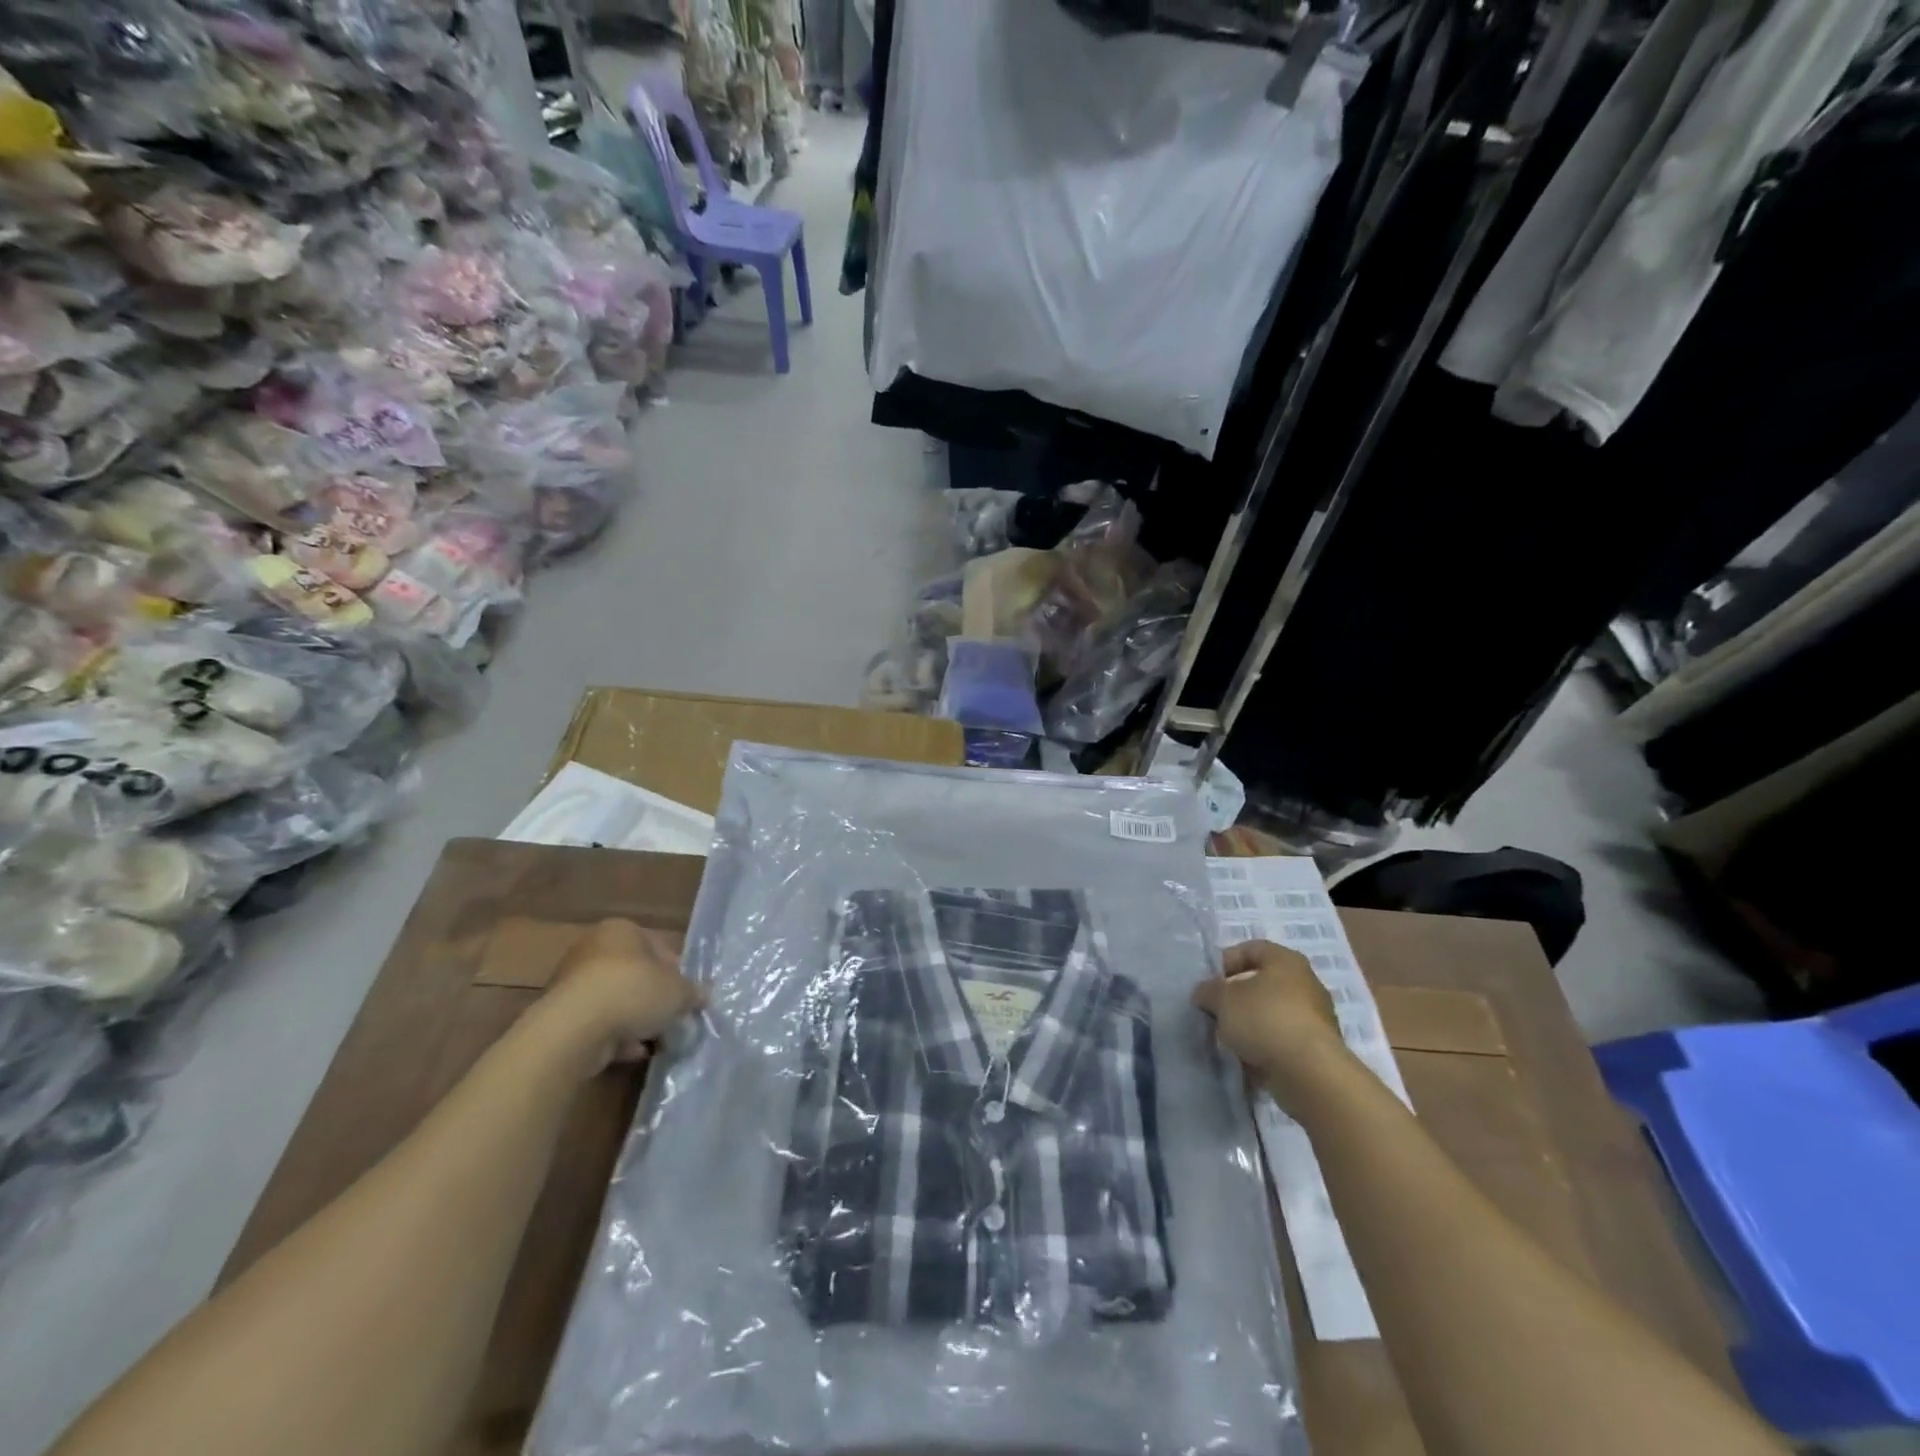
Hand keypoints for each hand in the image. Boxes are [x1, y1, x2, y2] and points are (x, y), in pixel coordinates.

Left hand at [542, 919, 705, 1073]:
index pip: (657, 947)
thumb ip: (692, 993)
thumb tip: (702, 997)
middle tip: (671, 1018)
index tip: (684, 996)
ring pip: (615, 1000)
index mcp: (621, 930)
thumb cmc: (633, 992)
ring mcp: (572, 983)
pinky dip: (614, 1036)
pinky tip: (632, 1052)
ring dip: (634, 1020)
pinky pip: (597, 1023)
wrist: (574, 1029)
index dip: (676, 973)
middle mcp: (592, 949)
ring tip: (655, 1040)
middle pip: (634, 975)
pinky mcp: (560, 1015)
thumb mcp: (678, 992)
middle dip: (653, 998)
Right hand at [1192, 940, 1351, 1110]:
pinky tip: (1248, 1058)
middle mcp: (1306, 983)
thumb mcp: (1222, 999)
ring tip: (1229, 1039)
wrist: (1310, 1072)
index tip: (1210, 983)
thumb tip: (1204, 994)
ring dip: (1250, 1024)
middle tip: (1216, 1011)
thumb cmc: (1264, 1019)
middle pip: (1262, 983)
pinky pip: (1283, 1040)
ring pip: (1272, 1013)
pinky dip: (1265, 1046)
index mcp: (1286, 960)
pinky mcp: (1318, 1048)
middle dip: (1236, 997)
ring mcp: (1316, 1017)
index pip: (1251, 949)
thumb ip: (1208, 991)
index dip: (1226, 962)